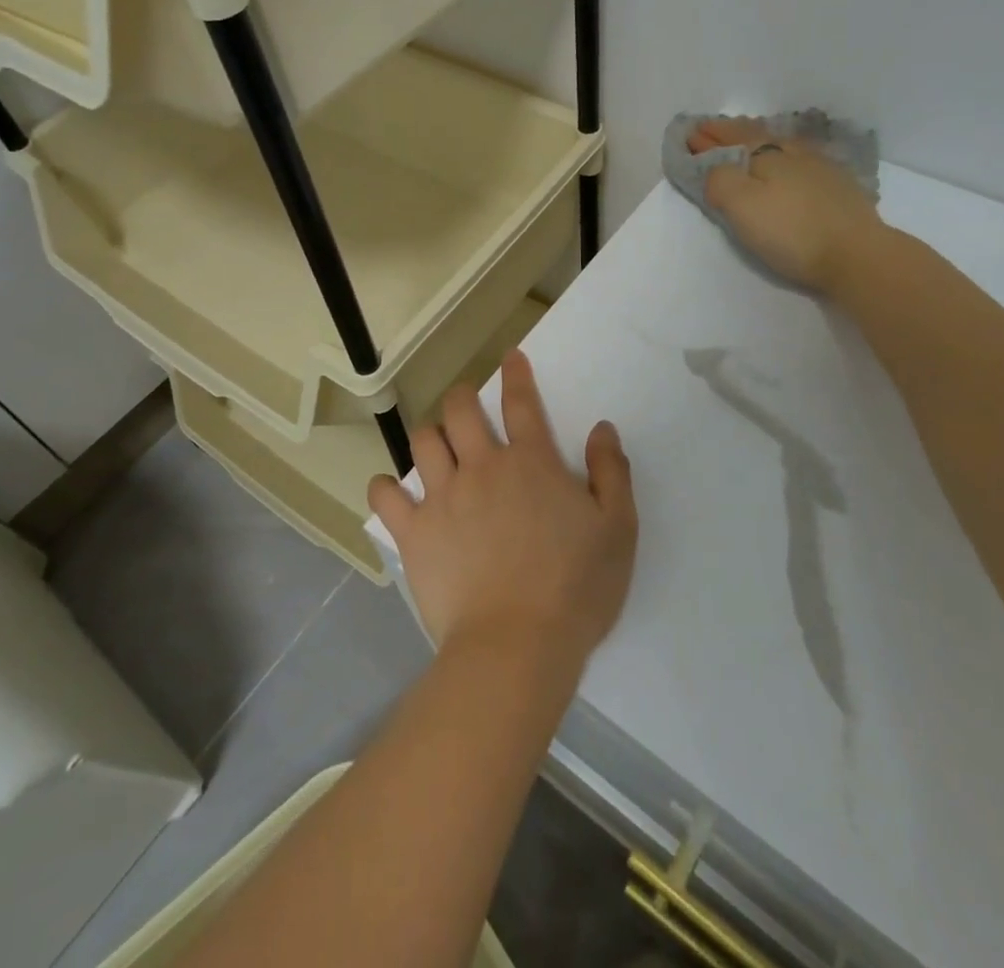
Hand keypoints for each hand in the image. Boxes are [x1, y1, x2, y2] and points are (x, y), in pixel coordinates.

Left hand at [368, 352, 636, 672]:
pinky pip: (386, 497)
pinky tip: (391, 491)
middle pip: (460, 410)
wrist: (517, 645)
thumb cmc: (576, 588)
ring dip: (430, 436)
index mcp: (531, 462)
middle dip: (462, 398)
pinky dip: (385, 488)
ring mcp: (443, 497)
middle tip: (466, 406)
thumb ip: (611, 472)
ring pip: (423, 442)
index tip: (510, 358)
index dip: (516, 374)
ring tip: (436, 447)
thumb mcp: (618, 528)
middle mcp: (482, 466)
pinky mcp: (415, 532)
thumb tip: (601, 428)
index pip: (521, 402)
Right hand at [688, 117, 886, 290]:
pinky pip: (802, 161)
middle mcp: (794, 153)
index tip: (690, 133)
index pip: (731, 139)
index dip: (709, 137)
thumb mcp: (741, 206)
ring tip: (748, 141)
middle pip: (757, 135)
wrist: (857, 254)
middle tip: (712, 130)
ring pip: (782, 145)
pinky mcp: (840, 188)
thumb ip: (720, 181)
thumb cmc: (791, 231)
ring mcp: (821, 168)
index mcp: (766, 155)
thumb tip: (715, 167)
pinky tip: (789, 163)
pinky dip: (785, 157)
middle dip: (731, 132)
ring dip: (759, 140)